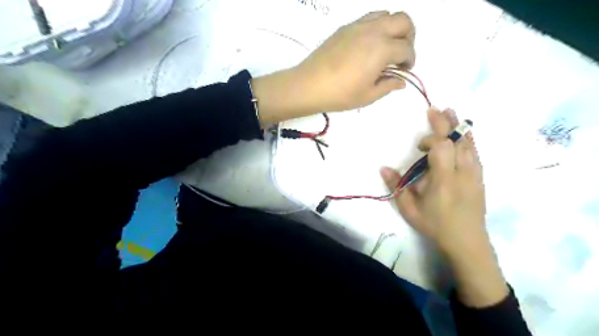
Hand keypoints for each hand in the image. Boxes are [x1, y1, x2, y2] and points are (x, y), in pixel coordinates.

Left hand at [300, 11, 417, 110]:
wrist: (309, 85)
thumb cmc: (340, 94)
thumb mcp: (368, 96)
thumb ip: (388, 85)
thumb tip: (401, 81)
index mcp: (382, 49)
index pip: (406, 48)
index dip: (410, 60)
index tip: (404, 70)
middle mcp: (374, 31)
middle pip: (403, 21)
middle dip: (409, 36)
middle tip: (400, 55)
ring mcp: (358, 26)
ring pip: (386, 14)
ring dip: (393, 28)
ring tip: (386, 48)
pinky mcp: (345, 28)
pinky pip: (368, 18)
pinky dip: (376, 27)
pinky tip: (368, 45)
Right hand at [381, 108, 506, 307]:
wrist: (467, 241)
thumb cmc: (435, 225)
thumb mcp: (409, 209)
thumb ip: (397, 186)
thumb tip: (383, 167)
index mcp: (444, 180)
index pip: (442, 147)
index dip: (432, 136)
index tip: (420, 141)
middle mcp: (462, 172)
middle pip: (457, 140)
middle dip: (447, 122)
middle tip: (438, 108)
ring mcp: (475, 174)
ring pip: (469, 144)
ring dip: (459, 127)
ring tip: (451, 113)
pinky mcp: (480, 178)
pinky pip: (475, 153)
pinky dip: (468, 140)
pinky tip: (463, 135)